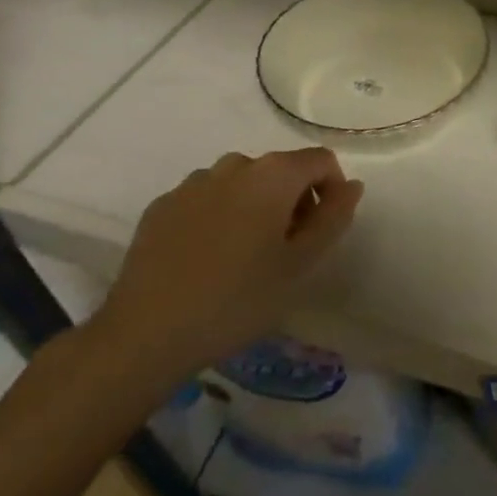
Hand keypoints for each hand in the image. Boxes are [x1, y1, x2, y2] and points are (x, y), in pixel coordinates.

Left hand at [88, 149, 362, 391]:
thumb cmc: (238, 299)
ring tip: (245, 257)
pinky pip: (206, 200)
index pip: (322, 161)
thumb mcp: (301, 264)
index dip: (332, 191)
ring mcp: (193, 183)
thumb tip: (351, 186)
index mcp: (274, 174)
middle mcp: (234, 165)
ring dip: (256, 207)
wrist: (145, 334)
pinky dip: (219, 217)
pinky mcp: (161, 206)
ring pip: (242, 184)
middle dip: (294, 200)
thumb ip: (334, 218)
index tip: (321, 232)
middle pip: (281, 170)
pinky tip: (208, 260)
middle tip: (287, 251)